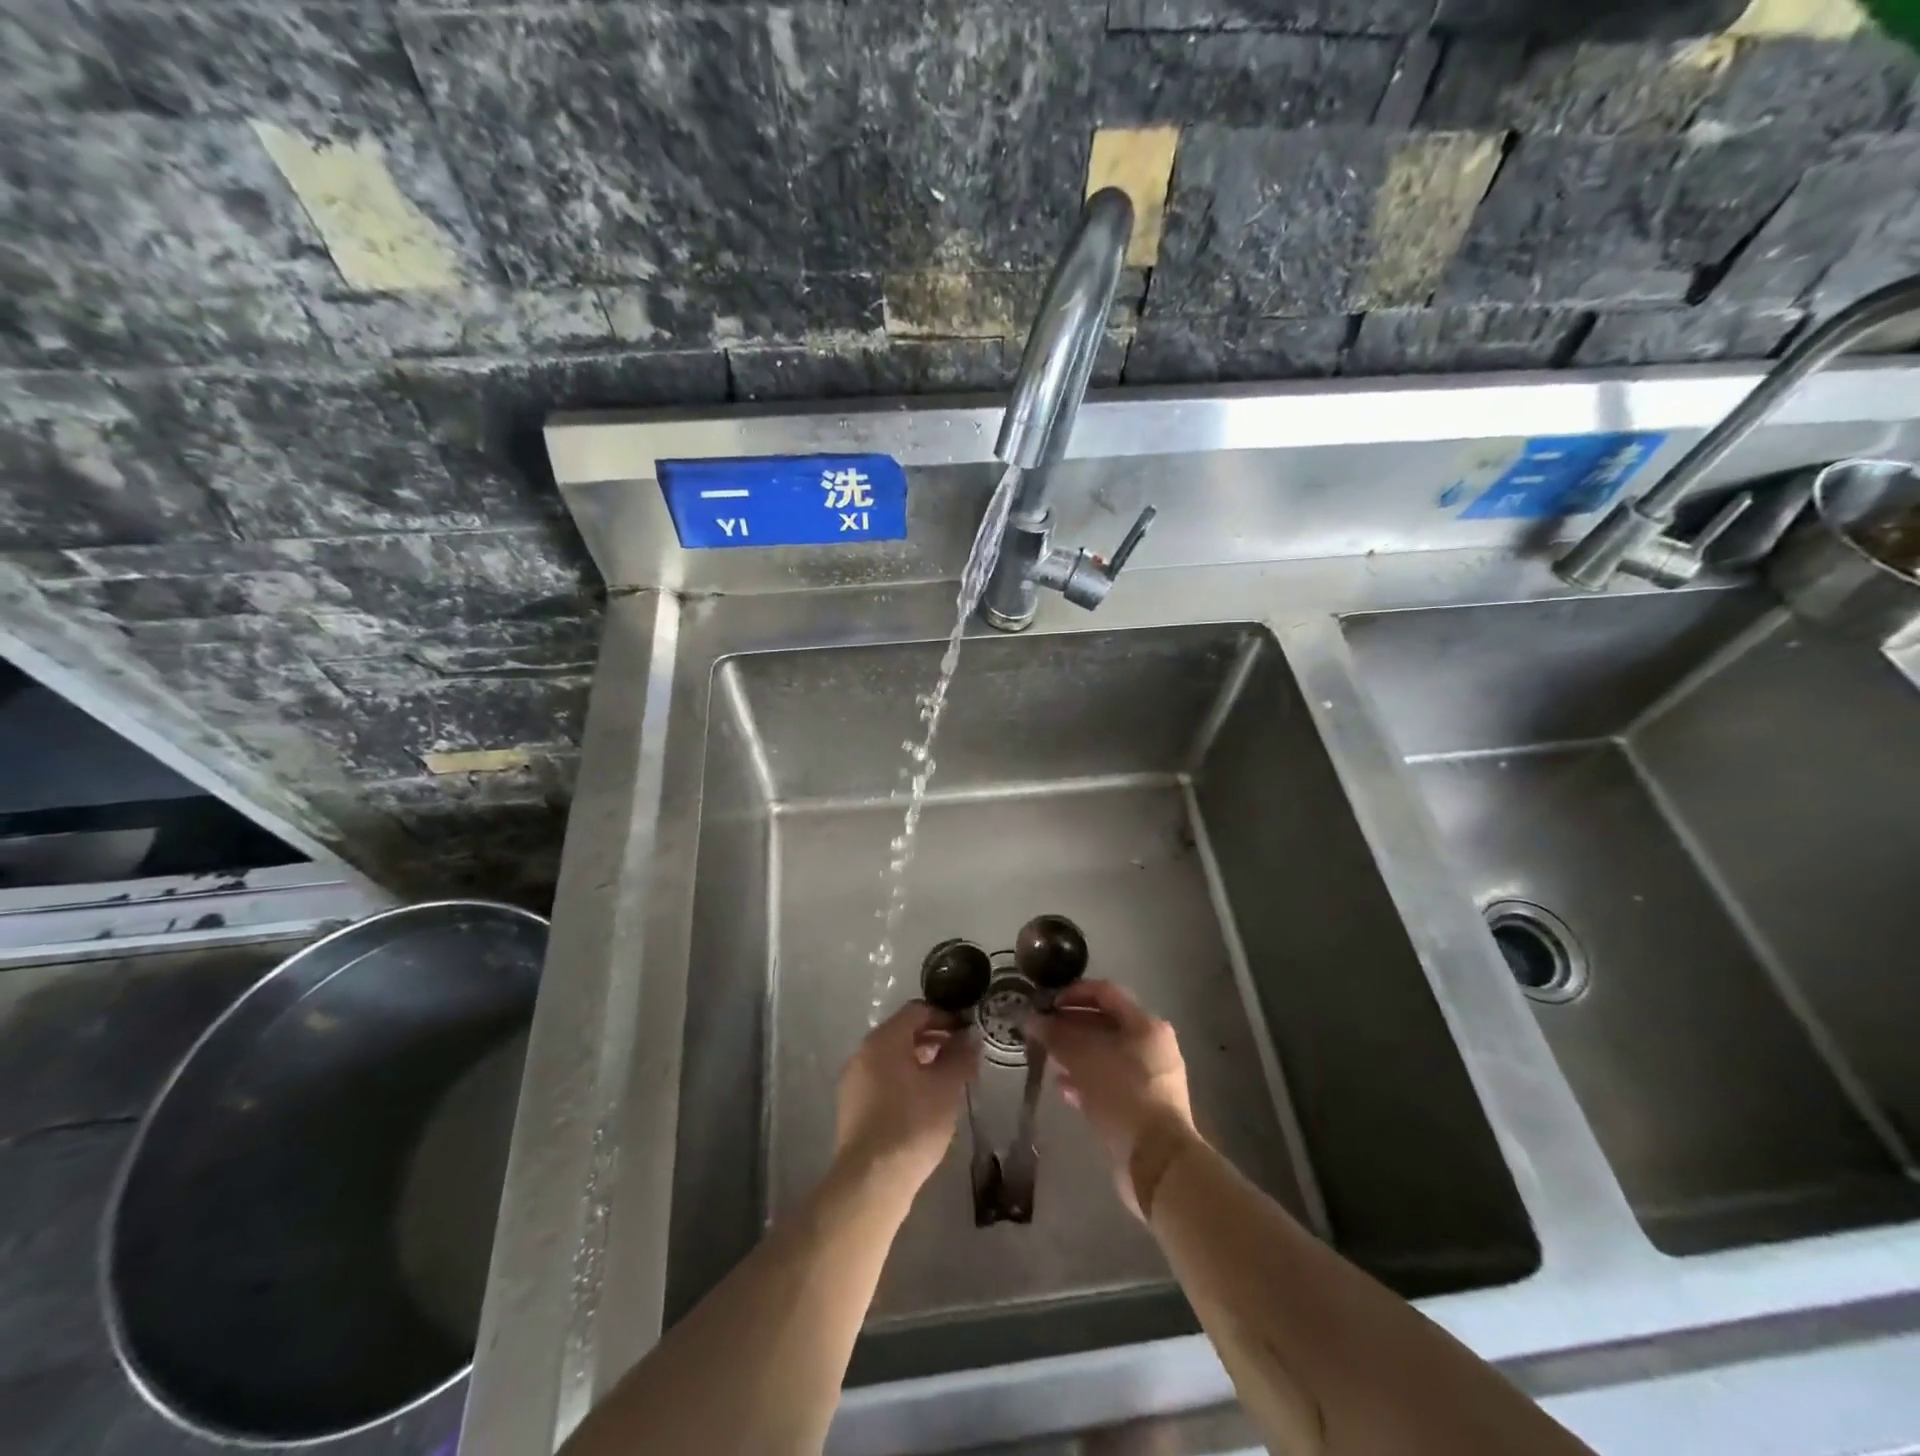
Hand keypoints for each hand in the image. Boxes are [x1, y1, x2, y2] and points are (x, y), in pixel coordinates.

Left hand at [835, 1001, 978, 1194]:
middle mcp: (863, 1051)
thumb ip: (961, 1056)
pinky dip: (904, 1080)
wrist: (871, 1180)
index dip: (946, 1017)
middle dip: (934, 1039)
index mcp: (884, 1039)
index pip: (918, 1010)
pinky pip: (881, 1079)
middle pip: (903, 1032)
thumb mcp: (947, 1087)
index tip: (967, 1033)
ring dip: (920, 1061)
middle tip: (960, 1056)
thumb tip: (970, 1037)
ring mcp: (853, 1079)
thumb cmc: (913, 1123)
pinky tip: (923, 1103)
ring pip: (892, 1057)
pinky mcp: (851, 1106)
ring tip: (945, 1081)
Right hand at [1027, 980, 1197, 1217]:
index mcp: (1145, 1024)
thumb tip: (1030, 1019)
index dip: (1073, 993)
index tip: (1047, 1003)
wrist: (1158, 1161)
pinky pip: (1110, 1083)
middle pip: (1105, 1024)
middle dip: (1071, 1026)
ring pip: (1106, 1055)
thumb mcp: (1084, 1058)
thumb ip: (1055, 1035)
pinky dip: (1086, 1081)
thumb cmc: (1123, 1094)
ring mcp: (1150, 1078)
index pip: (1106, 992)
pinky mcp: (1143, 1108)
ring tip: (1048, 1059)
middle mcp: (1152, 1046)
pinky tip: (1062, 1089)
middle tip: (1042, 1032)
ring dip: (1075, 1055)